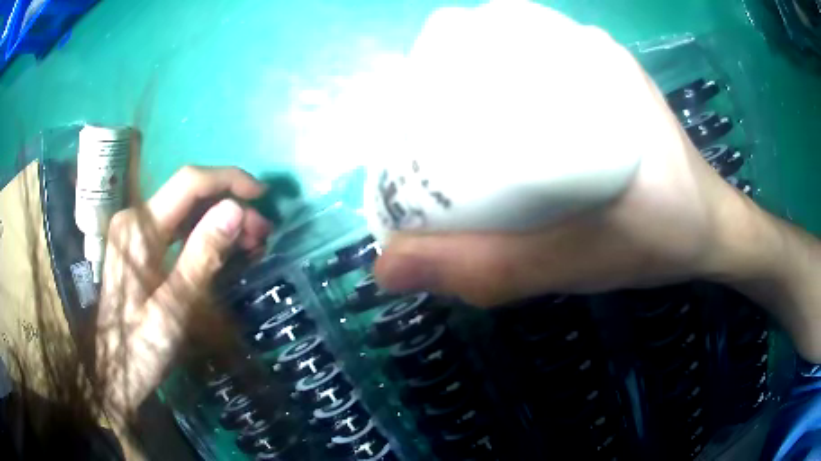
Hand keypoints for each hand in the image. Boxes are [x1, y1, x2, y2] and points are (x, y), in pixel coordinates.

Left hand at [96, 166, 270, 423]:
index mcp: (139, 228)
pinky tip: (225, 250)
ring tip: (250, 243)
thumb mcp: (174, 308)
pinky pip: (178, 228)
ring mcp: (136, 232)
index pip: (189, 182)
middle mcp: (136, 219)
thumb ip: (201, 257)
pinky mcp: (140, 246)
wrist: (114, 372)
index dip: (229, 180)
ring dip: (220, 220)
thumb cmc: (141, 348)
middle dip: (229, 205)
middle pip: (189, 194)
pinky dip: (205, 234)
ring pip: (186, 210)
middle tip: (261, 234)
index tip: (262, 196)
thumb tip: (236, 211)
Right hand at [373, 1, 751, 305]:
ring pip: (520, 56)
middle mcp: (591, 51)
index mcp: (587, 67)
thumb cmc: (659, 240)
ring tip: (454, 132)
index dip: (439, 58)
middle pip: (497, 42)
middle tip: (427, 132)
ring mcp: (603, 65)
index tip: (412, 111)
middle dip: (451, 77)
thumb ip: (487, 268)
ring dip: (480, 83)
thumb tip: (386, 268)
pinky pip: (547, 72)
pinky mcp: (612, 87)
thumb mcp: (572, 262)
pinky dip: (513, 91)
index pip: (490, 32)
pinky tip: (504, 131)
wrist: (712, 233)